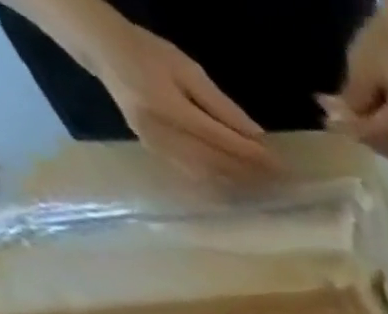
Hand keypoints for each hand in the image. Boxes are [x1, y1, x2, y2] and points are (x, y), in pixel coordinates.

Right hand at [88, 22, 278, 183]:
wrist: (103, 51)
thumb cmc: (148, 54)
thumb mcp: (189, 71)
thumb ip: (224, 108)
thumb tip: (259, 139)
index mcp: (168, 108)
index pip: (224, 142)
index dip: (256, 158)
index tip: (284, 168)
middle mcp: (161, 133)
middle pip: (220, 164)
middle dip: (253, 175)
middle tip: (283, 184)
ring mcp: (157, 148)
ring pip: (211, 177)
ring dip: (242, 185)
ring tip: (269, 189)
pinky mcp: (157, 155)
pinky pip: (197, 179)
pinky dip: (223, 185)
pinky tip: (242, 189)